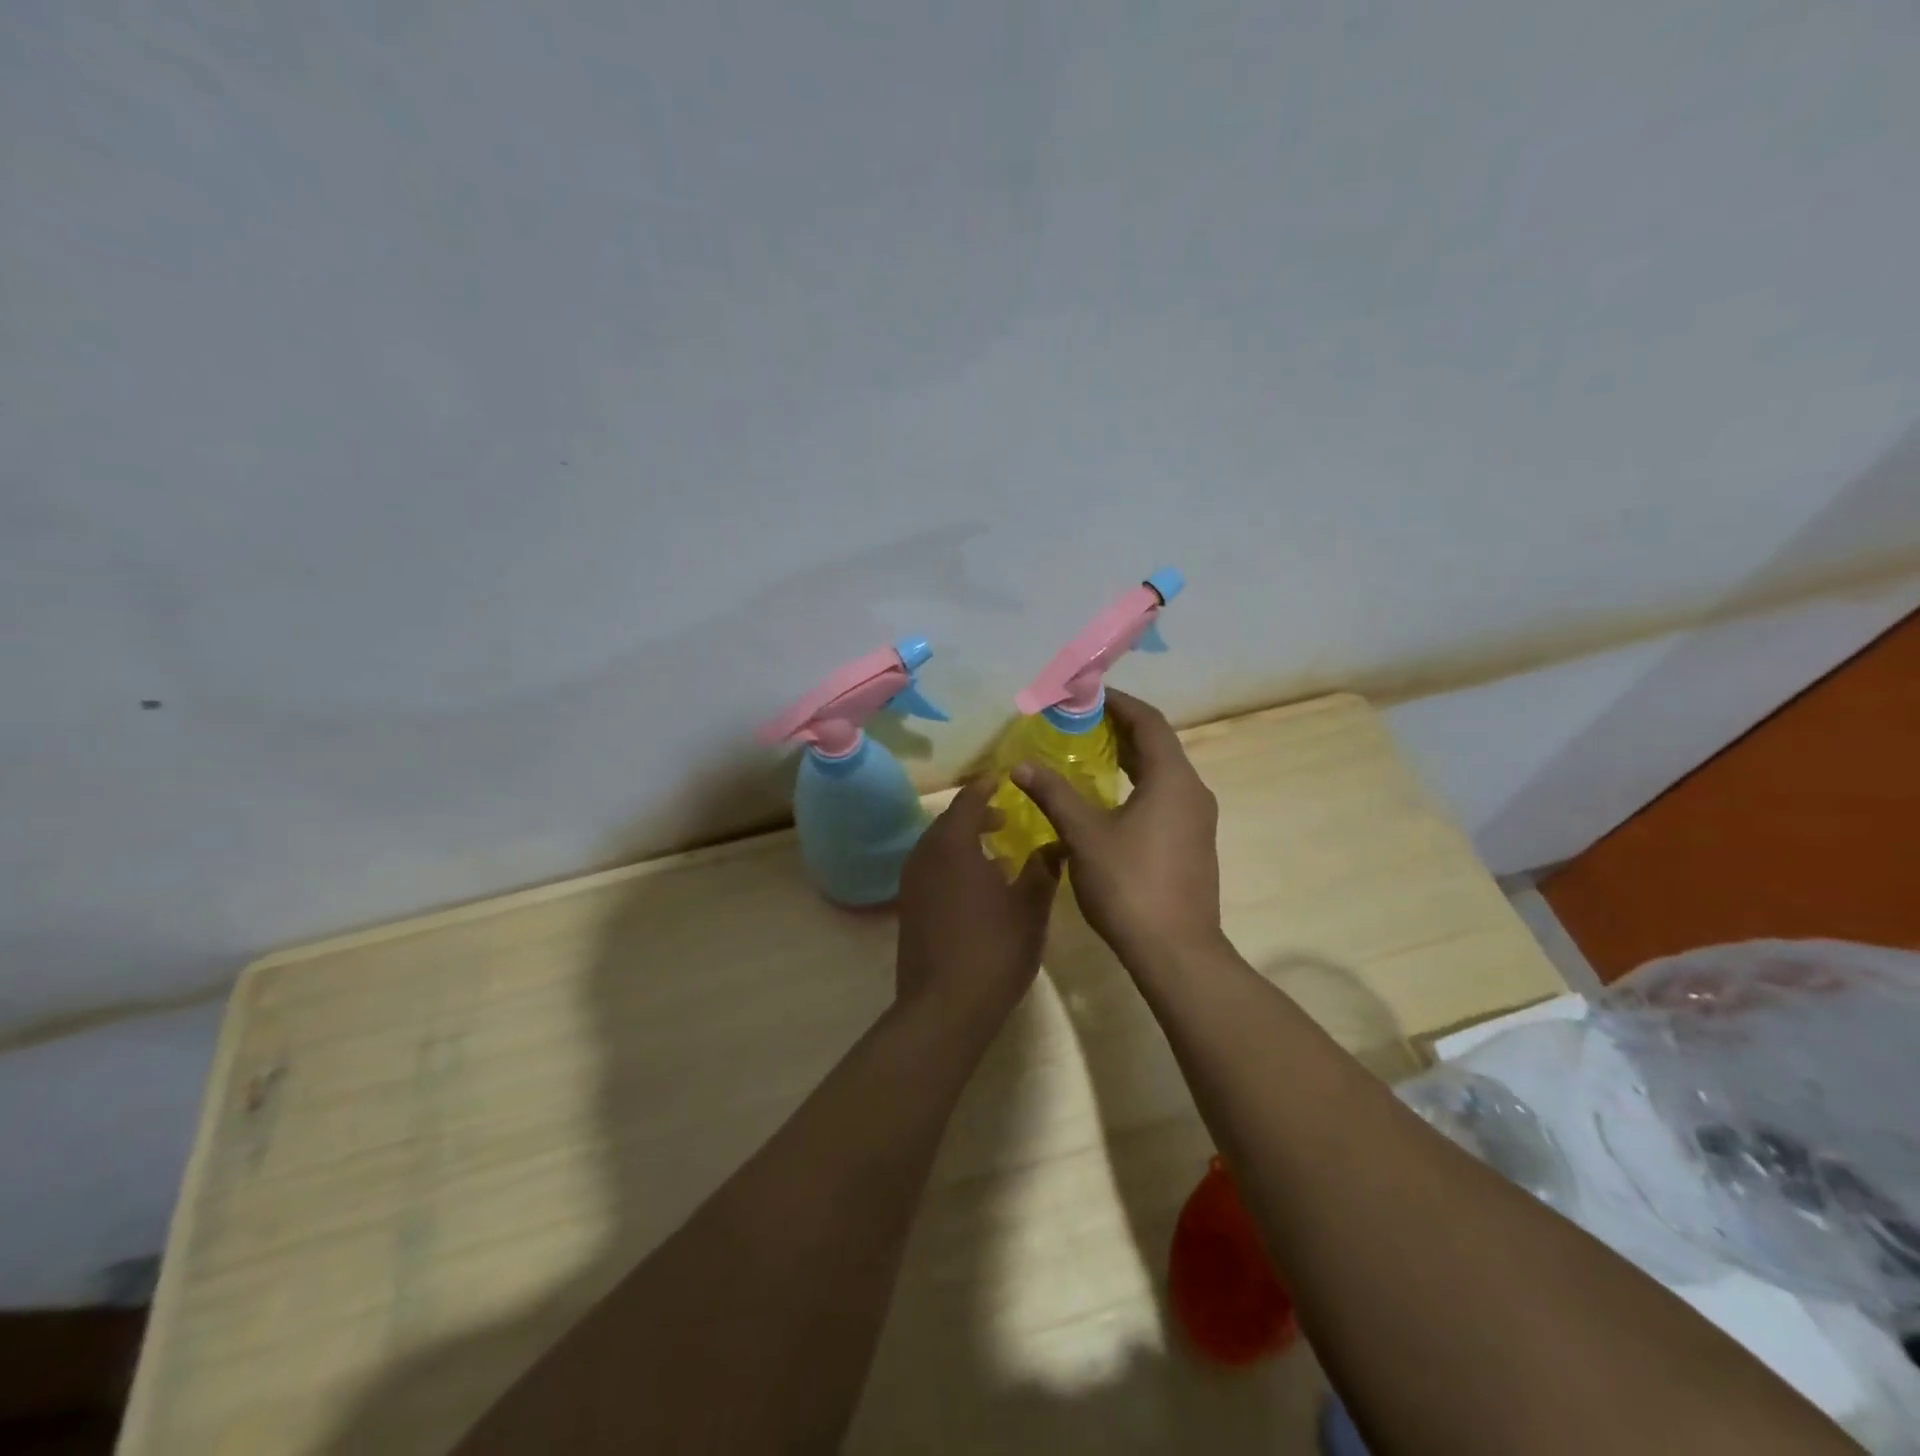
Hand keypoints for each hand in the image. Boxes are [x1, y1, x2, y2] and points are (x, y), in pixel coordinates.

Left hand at [895, 778, 1060, 1021]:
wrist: (944, 1007)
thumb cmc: (994, 949)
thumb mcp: (1030, 907)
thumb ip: (1042, 870)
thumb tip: (1054, 845)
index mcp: (953, 845)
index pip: (967, 801)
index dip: (985, 788)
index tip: (1002, 780)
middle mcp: (925, 856)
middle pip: (948, 823)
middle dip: (976, 816)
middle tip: (1004, 818)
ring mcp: (912, 884)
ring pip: (938, 849)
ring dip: (964, 843)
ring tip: (996, 854)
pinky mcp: (909, 909)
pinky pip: (932, 872)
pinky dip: (953, 867)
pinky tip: (978, 888)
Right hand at [1011, 689, 1221, 965]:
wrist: (1176, 952)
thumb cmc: (1130, 885)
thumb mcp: (1084, 835)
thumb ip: (1054, 794)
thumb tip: (1021, 765)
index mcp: (1173, 779)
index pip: (1148, 722)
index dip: (1118, 703)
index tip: (1086, 694)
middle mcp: (1192, 791)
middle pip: (1158, 745)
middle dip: (1120, 728)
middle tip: (1079, 722)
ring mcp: (1197, 820)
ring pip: (1163, 773)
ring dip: (1129, 757)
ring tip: (1089, 754)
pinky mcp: (1193, 843)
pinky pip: (1165, 796)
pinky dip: (1137, 784)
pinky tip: (1109, 799)